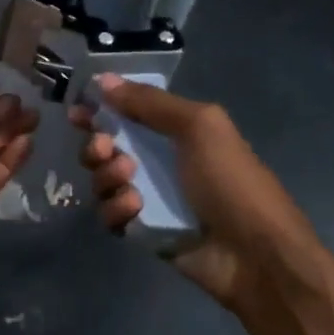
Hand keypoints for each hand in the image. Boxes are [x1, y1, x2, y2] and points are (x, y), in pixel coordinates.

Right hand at [70, 75, 320, 311]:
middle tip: (103, 148)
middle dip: (96, 145)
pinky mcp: (142, 230)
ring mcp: (149, 198)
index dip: (99, 110)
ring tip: (128, 180)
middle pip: (105, 147)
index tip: (78, 112)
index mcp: (174, 131)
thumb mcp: (199, 127)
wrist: (255, 253)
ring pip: (103, 181)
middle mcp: (157, 161)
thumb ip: (150, 102)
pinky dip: (116, 209)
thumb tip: (103, 80)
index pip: (126, 114)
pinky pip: (111, 215)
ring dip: (106, 175)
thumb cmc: (231, 181)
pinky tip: (136, 209)